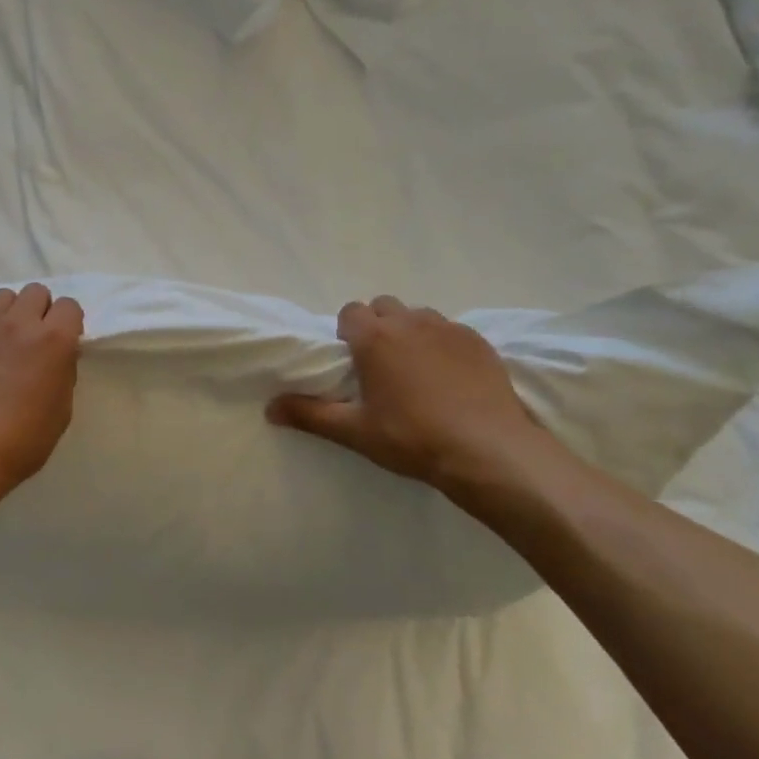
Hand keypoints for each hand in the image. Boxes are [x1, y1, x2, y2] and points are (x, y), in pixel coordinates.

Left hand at [0, 283, 83, 512]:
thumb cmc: (21, 443)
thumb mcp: (61, 412)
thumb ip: (63, 373)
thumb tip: (57, 357)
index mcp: (54, 341)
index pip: (69, 305)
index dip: (69, 323)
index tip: (65, 343)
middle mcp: (20, 324)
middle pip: (36, 291)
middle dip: (40, 310)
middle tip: (35, 339)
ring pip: (2, 296)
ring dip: (9, 313)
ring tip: (5, 340)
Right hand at [266, 296, 560, 512]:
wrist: (488, 451)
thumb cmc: (412, 438)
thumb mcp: (355, 432)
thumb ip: (310, 415)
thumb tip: (270, 408)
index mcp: (374, 338)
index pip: (350, 311)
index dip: (347, 333)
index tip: (353, 362)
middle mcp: (409, 322)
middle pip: (384, 306)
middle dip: (377, 327)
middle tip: (381, 366)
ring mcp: (448, 329)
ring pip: (419, 316)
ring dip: (410, 332)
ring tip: (417, 371)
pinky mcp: (479, 342)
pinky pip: (451, 330)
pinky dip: (444, 345)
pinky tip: (451, 378)